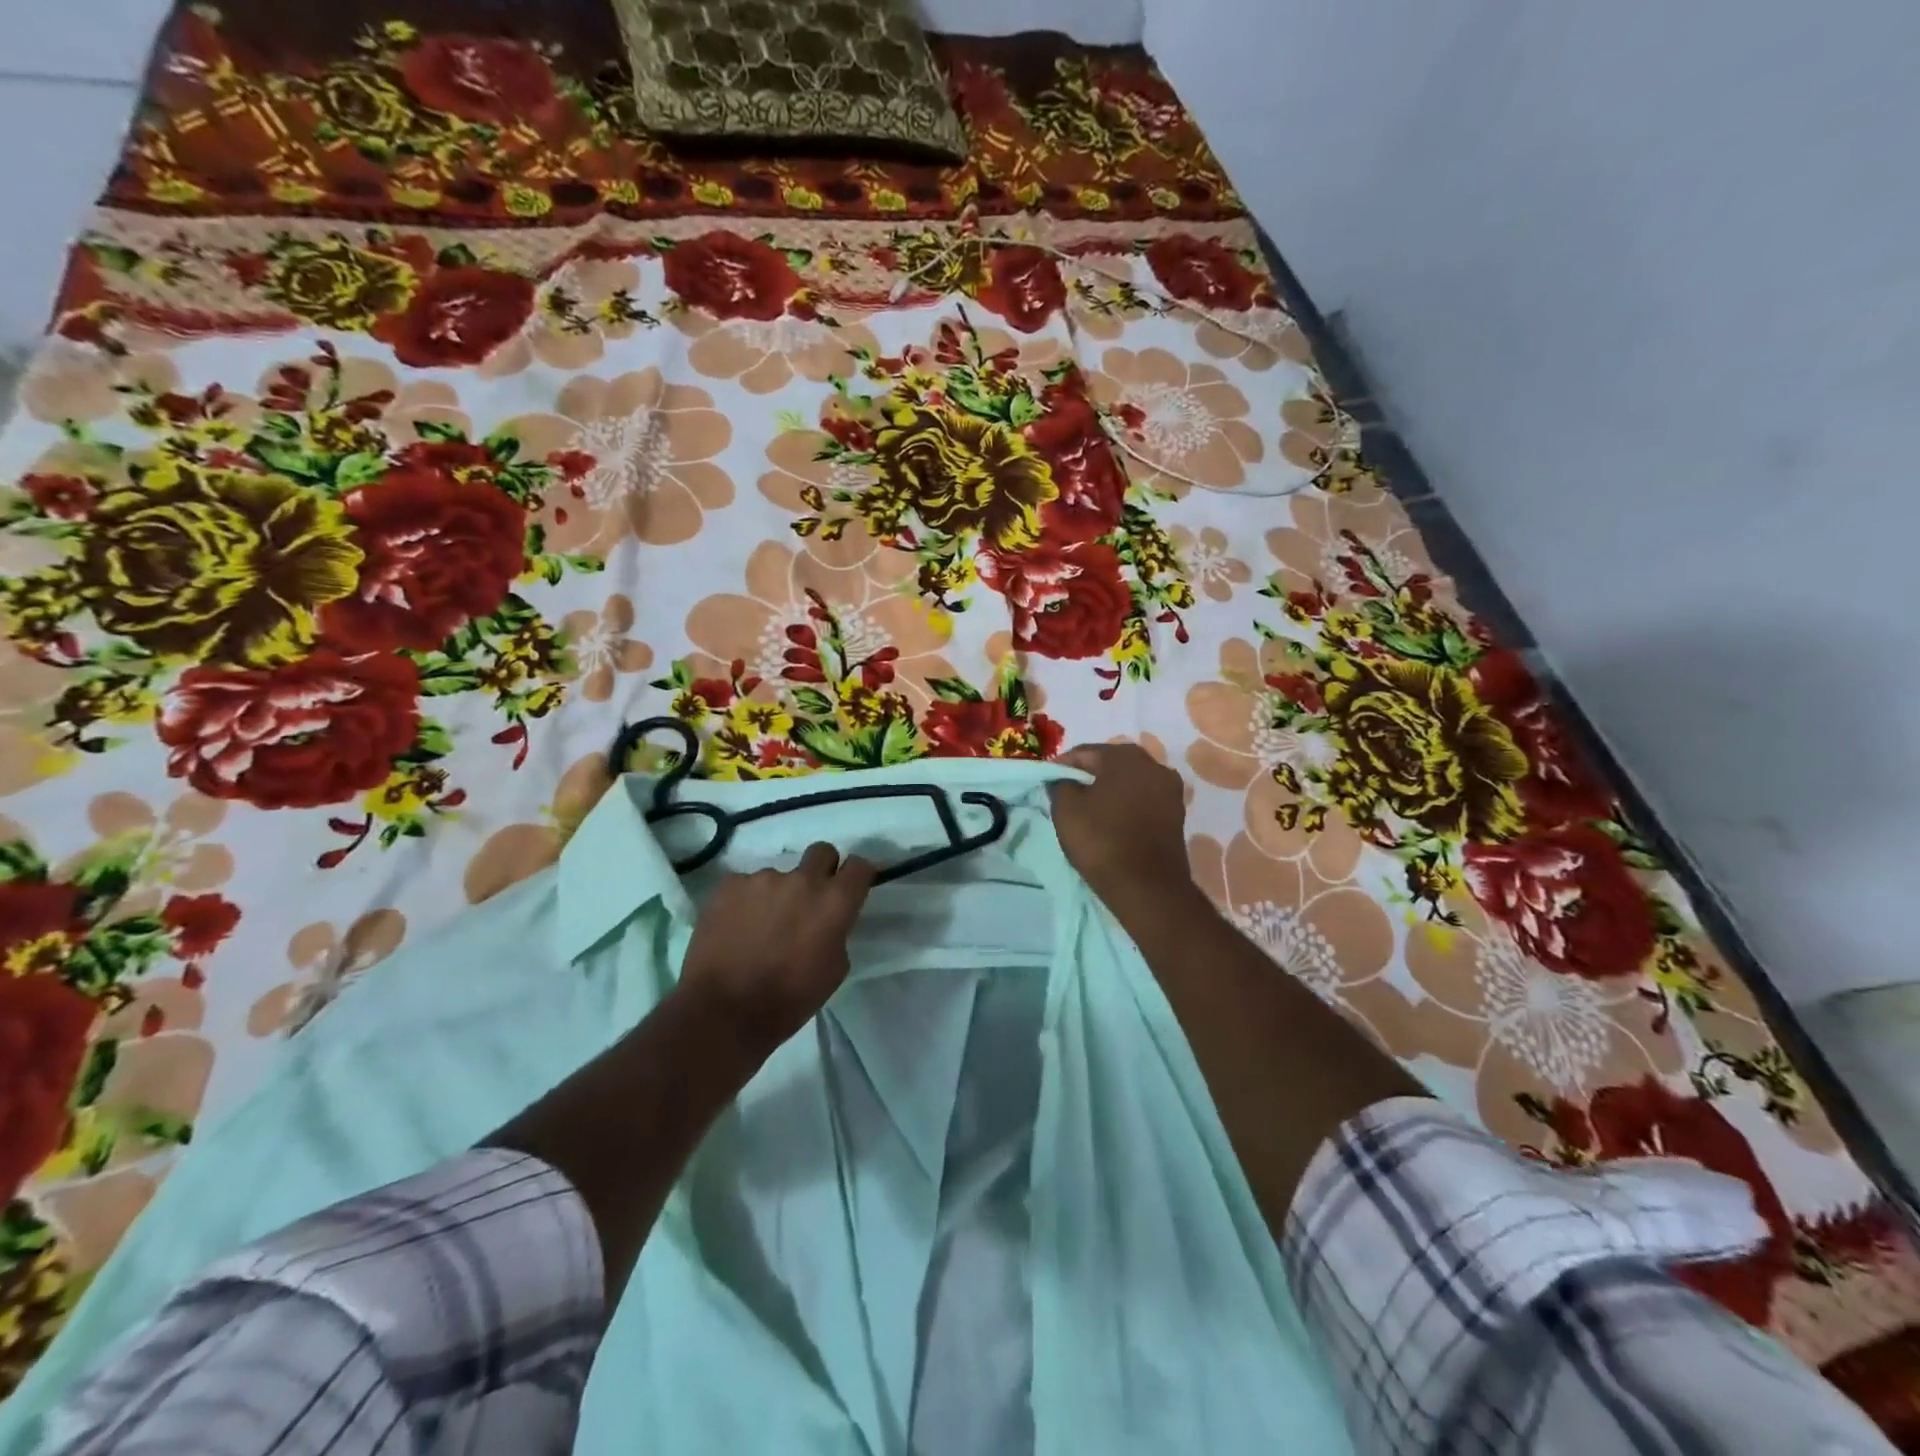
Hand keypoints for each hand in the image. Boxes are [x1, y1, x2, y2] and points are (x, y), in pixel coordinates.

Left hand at [677, 842, 876, 1056]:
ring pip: (778, 875)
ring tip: (760, 926)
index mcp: (834, 902)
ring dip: (777, 894)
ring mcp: (762, 878)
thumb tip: (828, 921)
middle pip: (822, 851)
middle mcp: (802, 880)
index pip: (859, 866)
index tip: (852, 886)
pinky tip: (736, 928)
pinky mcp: (729, 885)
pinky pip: (745, 885)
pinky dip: (745, 902)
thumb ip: (837, 933)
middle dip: (821, 869)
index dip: (857, 874)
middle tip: (809, 898)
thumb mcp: (833, 971)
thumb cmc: (788, 1000)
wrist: (723, 1012)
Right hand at [1048, 744, 1195, 912]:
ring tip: (1089, 808)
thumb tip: (1063, 779)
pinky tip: (1111, 820)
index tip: (1048, 781)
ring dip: (1109, 789)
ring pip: (1130, 781)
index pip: (1085, 751)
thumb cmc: (1102, 840)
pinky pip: (1143, 800)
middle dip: (1089, 774)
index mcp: (1126, 757)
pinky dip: (1126, 804)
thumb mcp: (1066, 809)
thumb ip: (1060, 784)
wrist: (1147, 887)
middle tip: (1068, 792)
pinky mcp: (1176, 814)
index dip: (1063, 765)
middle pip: (1111, 763)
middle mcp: (1154, 765)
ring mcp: (1170, 790)